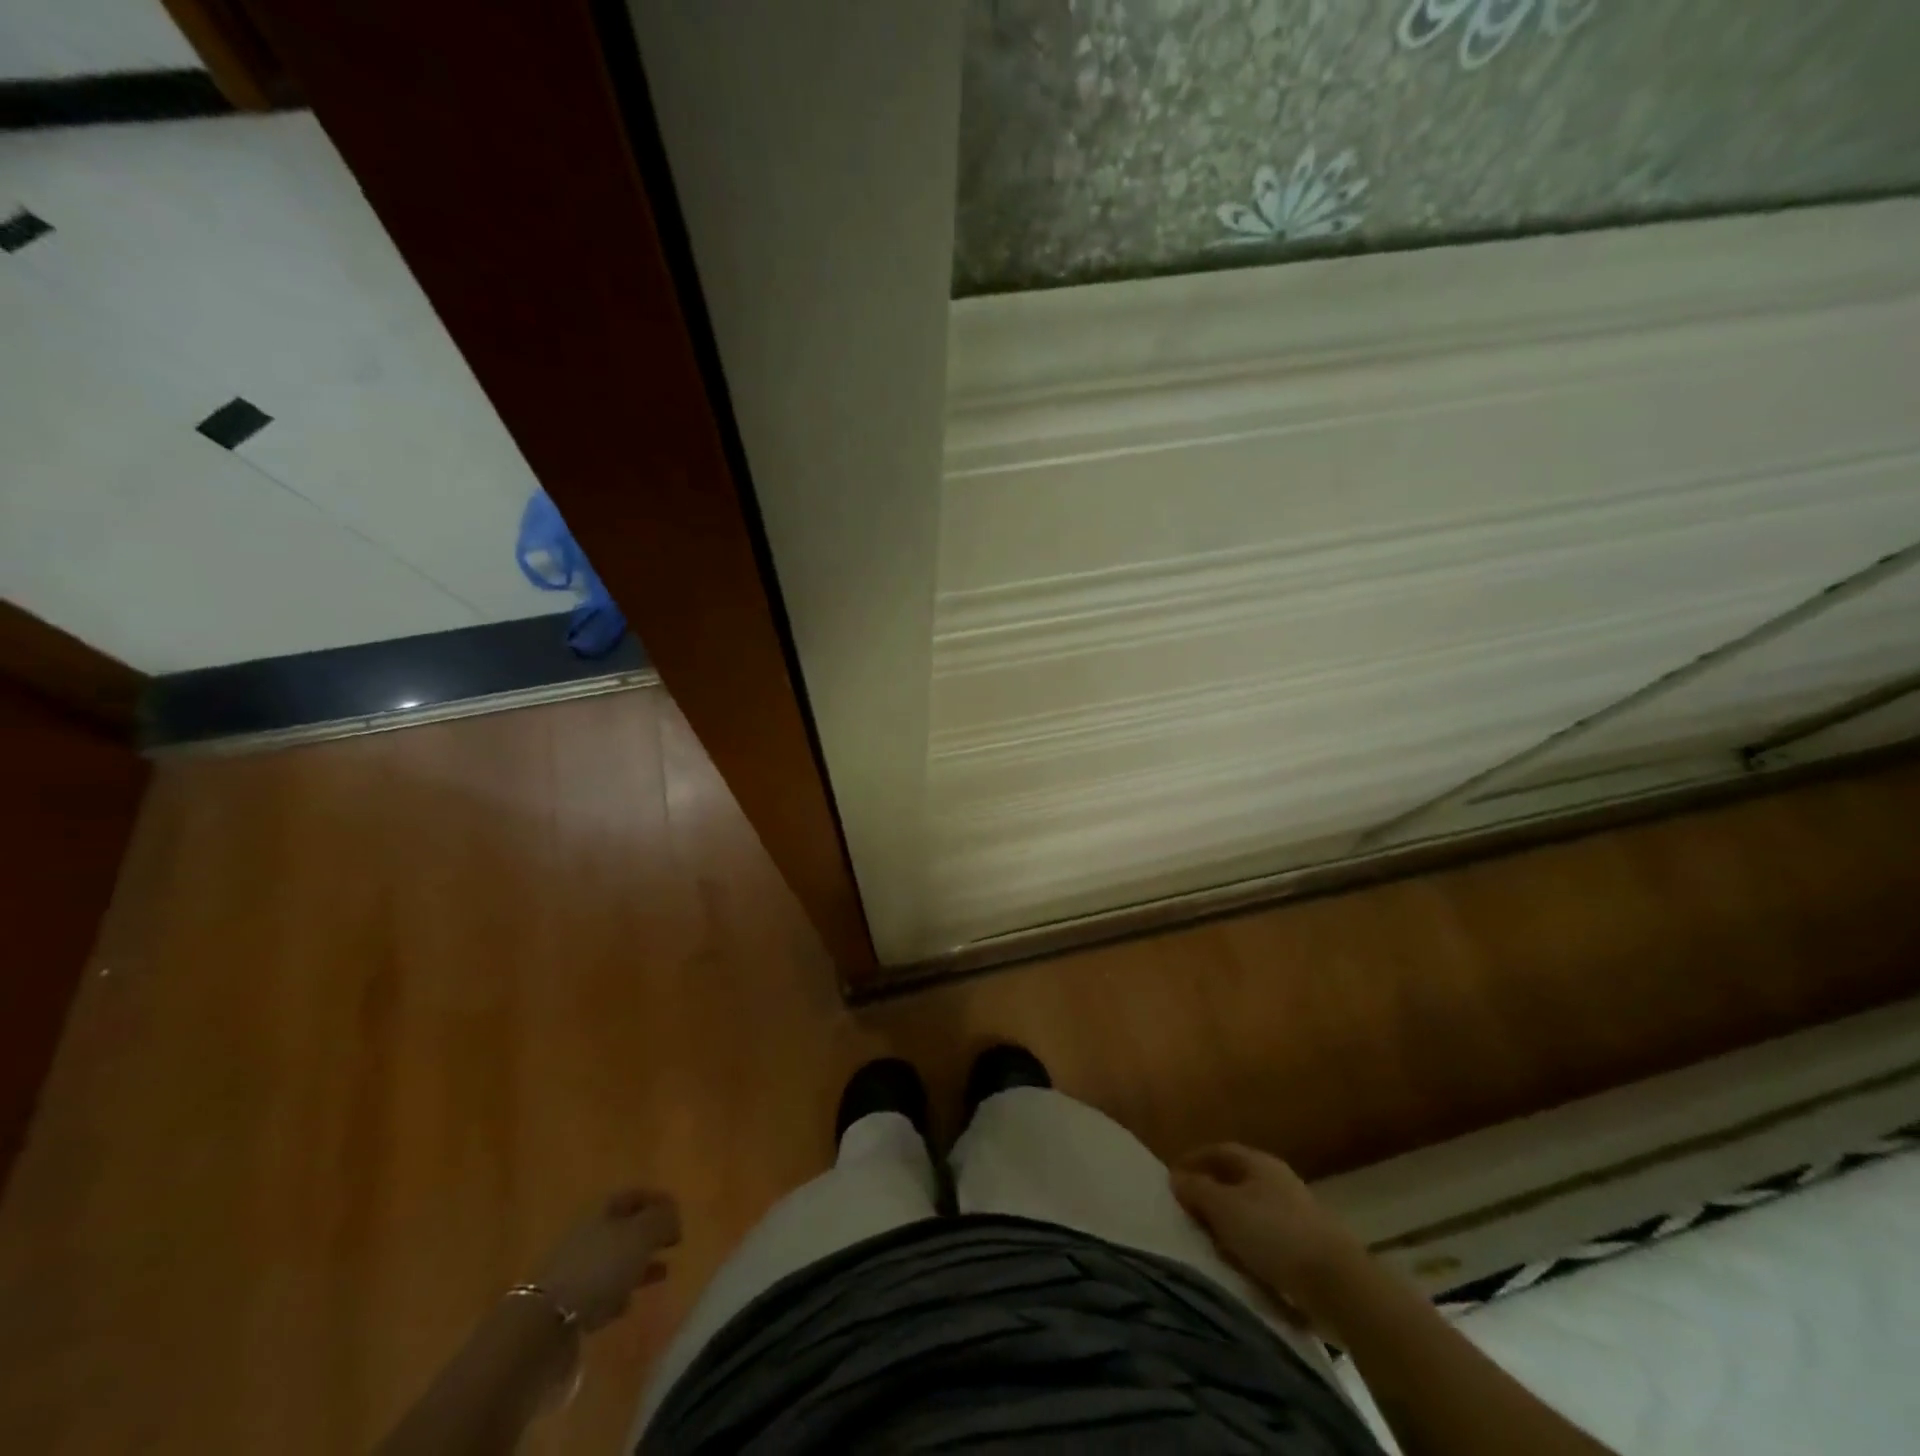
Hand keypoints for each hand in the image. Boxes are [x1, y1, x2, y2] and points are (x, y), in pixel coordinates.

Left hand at [531, 1188, 680, 1331]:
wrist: (543, 1326)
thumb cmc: (599, 1268)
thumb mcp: (641, 1235)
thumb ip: (662, 1220)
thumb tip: (673, 1217)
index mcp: (602, 1209)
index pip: (635, 1194)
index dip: (659, 1200)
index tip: (680, 1213)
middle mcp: (586, 1233)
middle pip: (623, 1227)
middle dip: (649, 1234)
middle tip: (674, 1243)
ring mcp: (573, 1269)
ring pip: (613, 1260)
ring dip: (637, 1264)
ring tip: (661, 1274)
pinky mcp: (566, 1304)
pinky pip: (599, 1291)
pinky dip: (617, 1293)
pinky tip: (627, 1303)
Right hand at [1172, 1144, 1368, 1325]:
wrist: (1338, 1283)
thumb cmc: (1274, 1234)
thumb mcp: (1225, 1209)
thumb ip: (1197, 1190)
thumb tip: (1176, 1177)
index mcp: (1259, 1162)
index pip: (1219, 1151)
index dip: (1194, 1161)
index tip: (1173, 1179)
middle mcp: (1278, 1180)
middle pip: (1236, 1180)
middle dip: (1211, 1194)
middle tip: (1188, 1213)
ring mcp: (1296, 1213)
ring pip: (1252, 1211)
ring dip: (1230, 1224)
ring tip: (1211, 1244)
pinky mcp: (1308, 1246)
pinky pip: (1268, 1238)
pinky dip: (1250, 1246)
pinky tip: (1242, 1265)